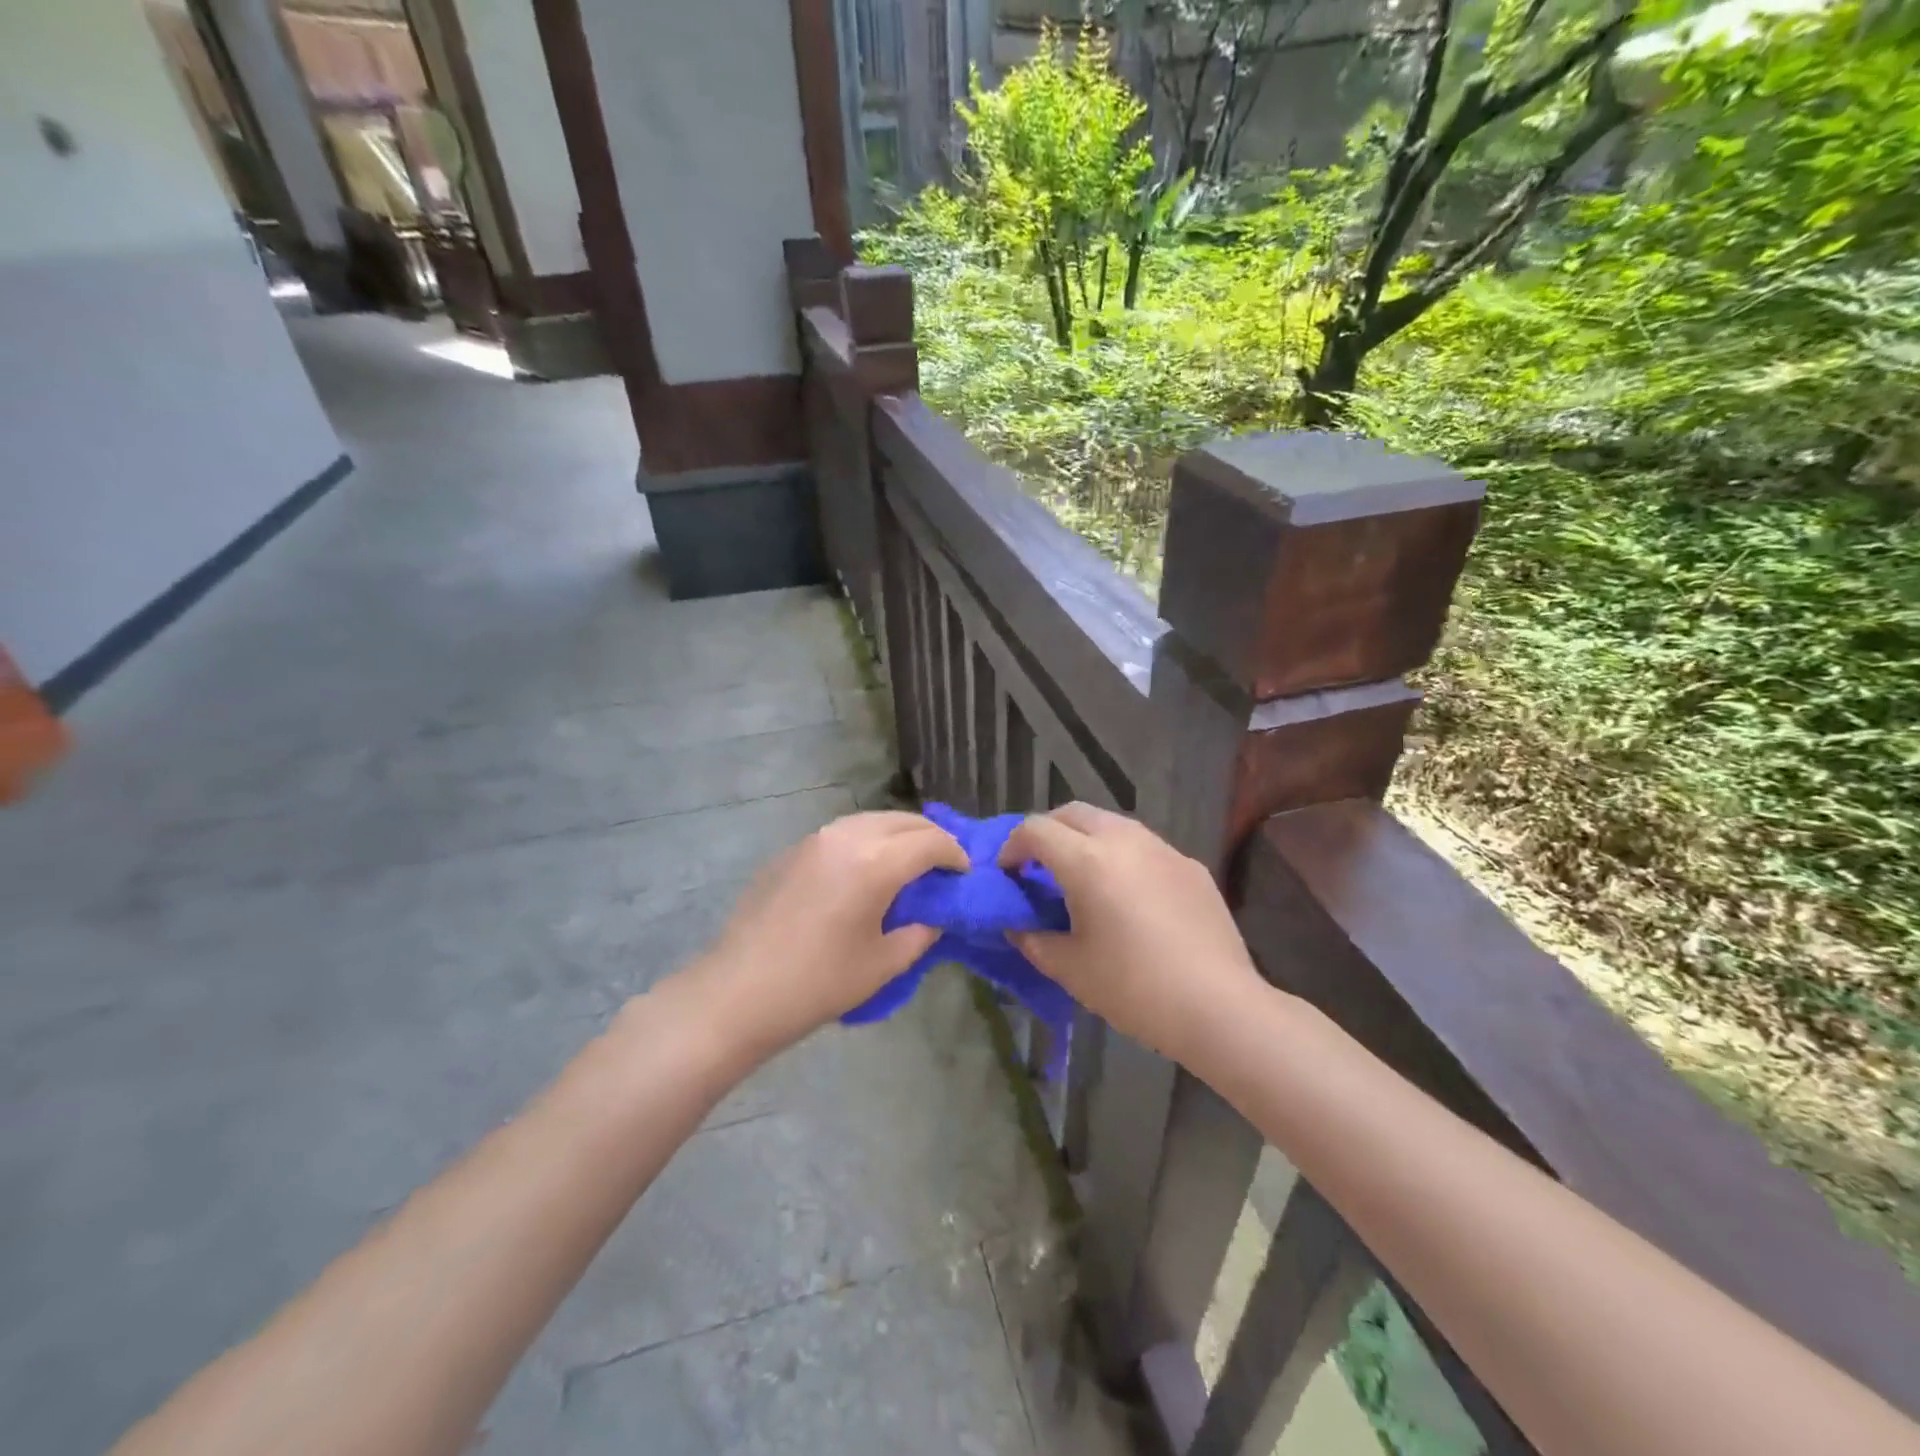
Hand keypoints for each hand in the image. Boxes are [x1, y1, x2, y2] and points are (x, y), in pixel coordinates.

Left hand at [683, 811, 967, 1058]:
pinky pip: (843, 832)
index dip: (956, 855)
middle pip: (904, 821)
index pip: (931, 842)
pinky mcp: (793, 849)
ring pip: (872, 820)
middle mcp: (848, 836)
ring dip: (898, 834)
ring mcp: (815, 838)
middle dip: (931, 837)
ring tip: (908, 862)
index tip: (964, 874)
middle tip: (944, 864)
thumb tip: (934, 915)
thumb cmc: (818, 983)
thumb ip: (920, 933)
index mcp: (876, 862)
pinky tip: (865, 869)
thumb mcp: (883, 964)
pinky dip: (867, 840)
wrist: (739, 991)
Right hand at [1000, 803, 1265, 1067]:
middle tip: (1038, 867)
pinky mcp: (1191, 866)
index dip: (1012, 847)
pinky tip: (1129, 897)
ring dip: (1086, 840)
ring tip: (1082, 878)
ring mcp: (1163, 849)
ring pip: (1112, 824)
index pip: (1035, 830)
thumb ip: (1033, 939)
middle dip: (1048, 832)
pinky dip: (1122, 857)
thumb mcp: (1069, 968)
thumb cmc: (1133, 987)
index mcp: (1087, 860)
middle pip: (1073, 813)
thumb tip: (1017, 925)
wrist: (1218, 1006)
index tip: (1008, 874)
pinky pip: (1145, 847)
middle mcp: (1124, 840)